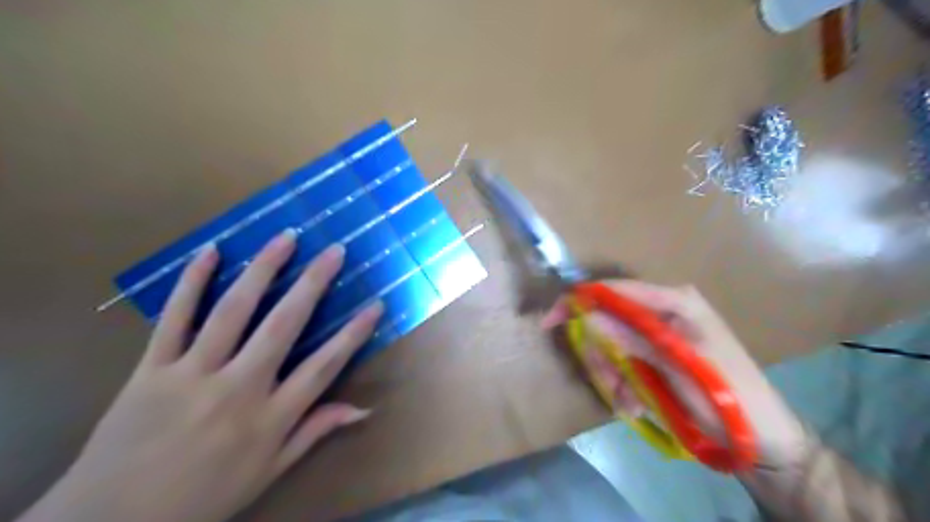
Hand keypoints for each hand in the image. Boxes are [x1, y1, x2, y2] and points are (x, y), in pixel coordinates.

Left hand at [22, 233, 385, 521]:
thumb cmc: (204, 497)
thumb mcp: (270, 472)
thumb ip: (315, 432)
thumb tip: (363, 409)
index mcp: (270, 418)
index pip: (324, 366)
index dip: (353, 334)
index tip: (375, 305)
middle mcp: (237, 389)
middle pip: (283, 326)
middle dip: (313, 284)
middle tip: (334, 251)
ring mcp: (192, 374)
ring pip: (232, 311)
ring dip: (262, 270)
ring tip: (285, 238)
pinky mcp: (151, 368)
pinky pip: (174, 318)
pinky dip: (192, 282)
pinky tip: (211, 251)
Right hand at [547, 280, 807, 471]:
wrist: (764, 440)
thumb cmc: (728, 398)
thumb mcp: (678, 369)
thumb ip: (633, 338)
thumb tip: (588, 313)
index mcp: (676, 301)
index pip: (616, 290)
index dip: (579, 301)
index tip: (550, 321)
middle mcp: (665, 310)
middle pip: (610, 318)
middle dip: (603, 353)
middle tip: (609, 383)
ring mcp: (662, 332)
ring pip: (613, 343)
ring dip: (613, 374)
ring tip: (628, 403)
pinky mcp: (659, 353)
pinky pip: (625, 360)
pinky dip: (623, 383)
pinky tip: (635, 405)